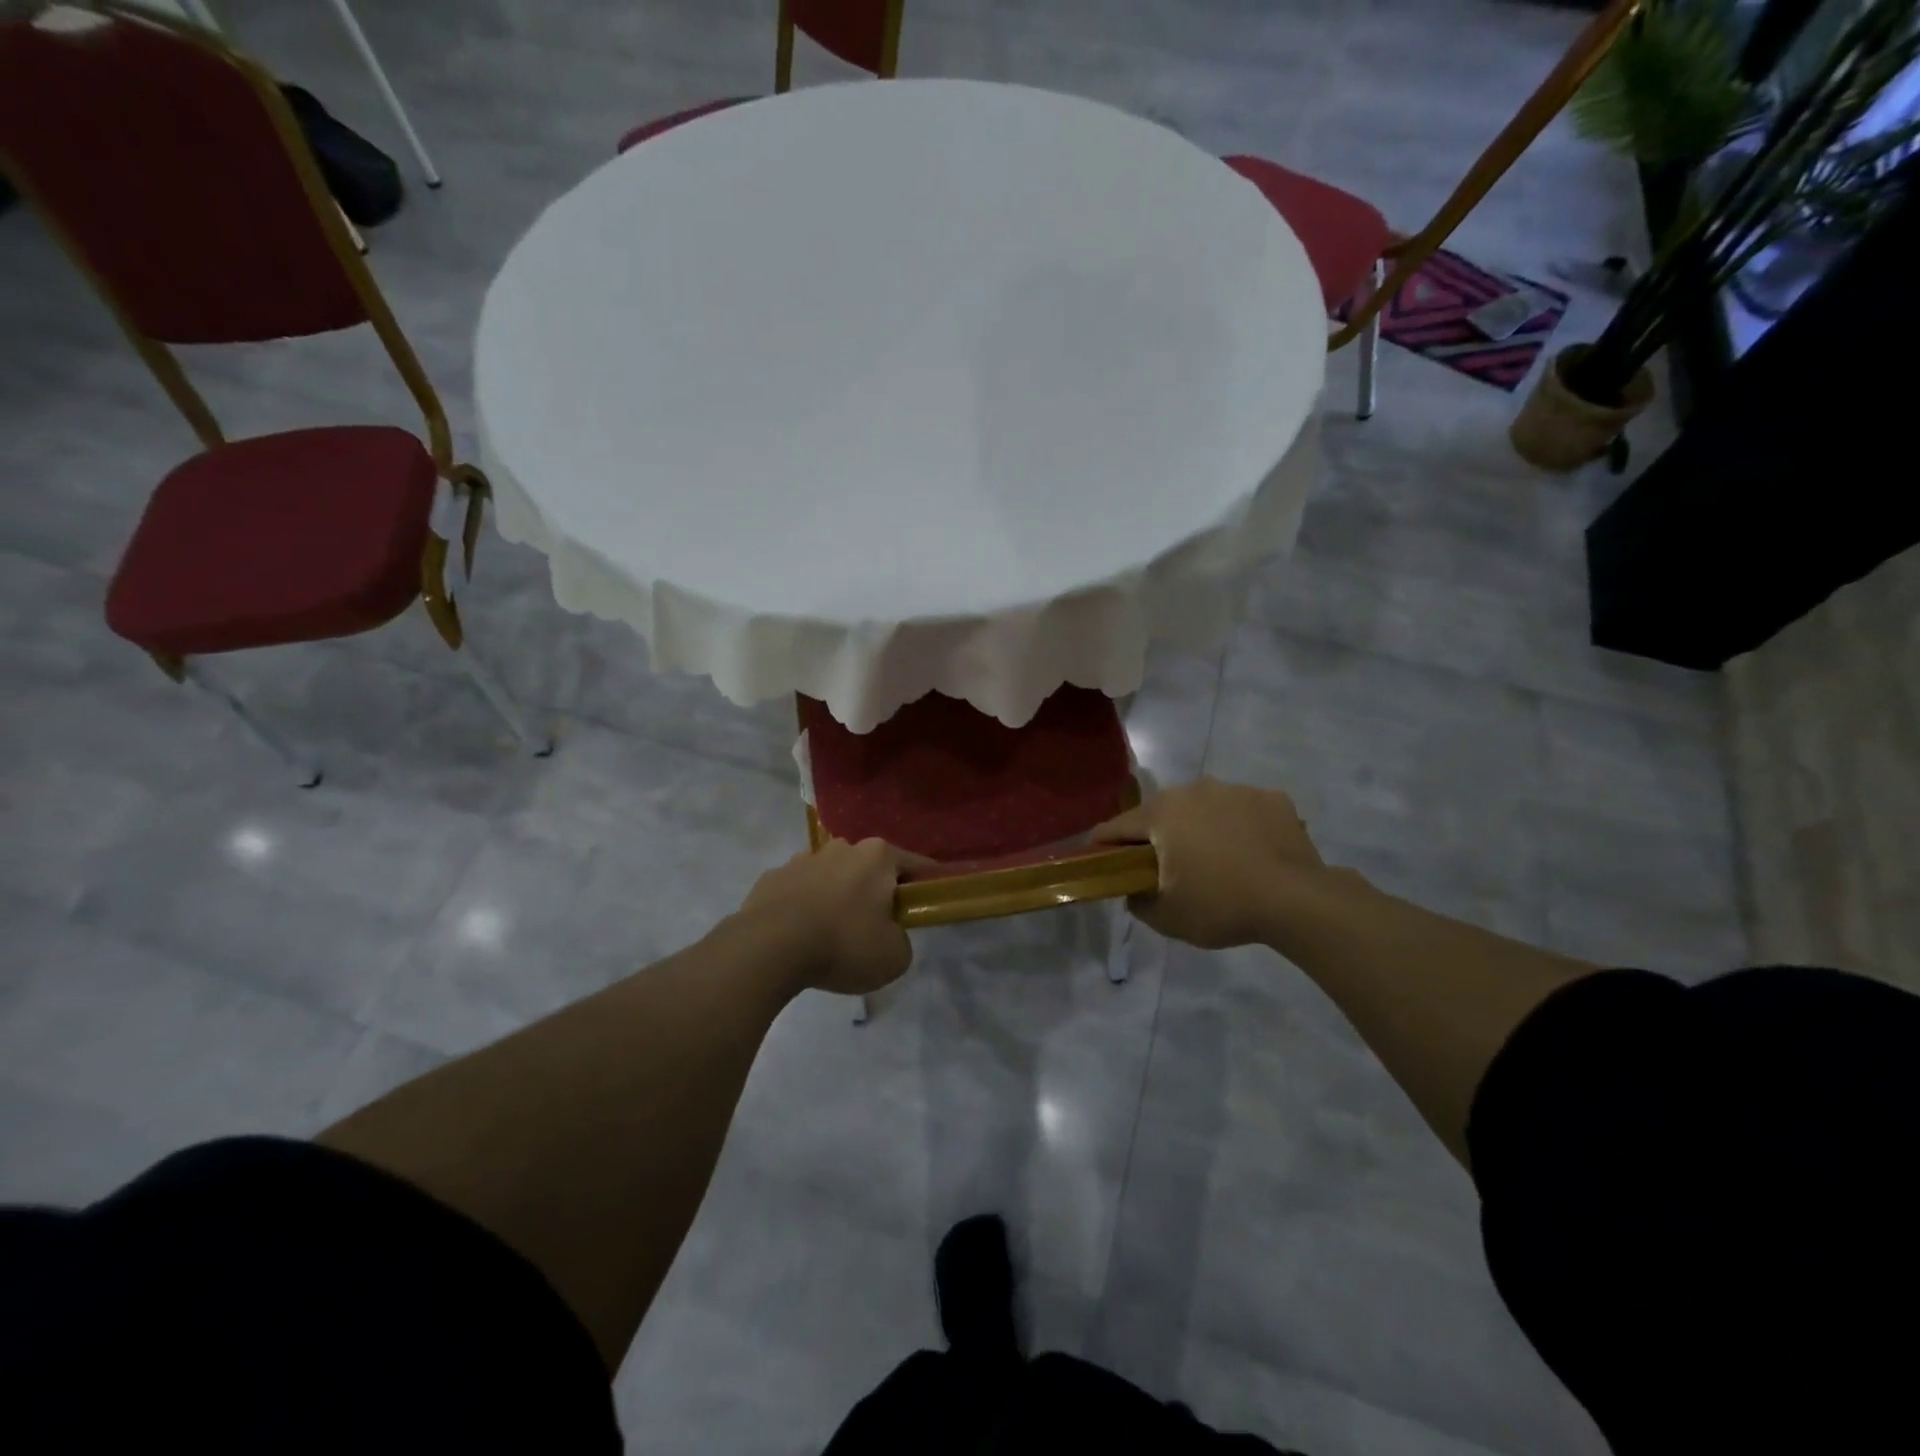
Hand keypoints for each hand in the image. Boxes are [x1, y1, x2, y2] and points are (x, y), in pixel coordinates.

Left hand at [735, 839, 915, 995]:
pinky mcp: (771, 877)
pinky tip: (800, 935)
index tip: (926, 904)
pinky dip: (803, 907)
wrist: (769, 948)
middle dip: (874, 891)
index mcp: (877, 856)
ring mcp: (802, 859)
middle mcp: (841, 847)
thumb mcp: (894, 956)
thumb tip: (887, 934)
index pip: (914, 864)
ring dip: (836, 896)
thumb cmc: (843, 944)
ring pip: (831, 876)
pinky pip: (798, 891)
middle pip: (868, 868)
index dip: (924, 885)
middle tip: (875, 927)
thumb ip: (901, 940)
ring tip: (831, 934)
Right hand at [1092, 778, 1327, 948]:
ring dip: (1200, 829)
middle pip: (1162, 814)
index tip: (1101, 861)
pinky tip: (1251, 855)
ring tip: (1216, 862)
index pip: (1116, 827)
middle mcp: (1193, 790)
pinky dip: (1239, 828)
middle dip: (1158, 838)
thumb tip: (1134, 890)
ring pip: (1203, 808)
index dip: (1104, 846)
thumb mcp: (1167, 917)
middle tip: (1167, 869)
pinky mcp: (1271, 798)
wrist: (1297, 900)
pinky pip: (1242, 811)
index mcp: (1161, 813)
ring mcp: (1235, 790)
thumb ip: (1137, 901)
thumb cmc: (1221, 904)